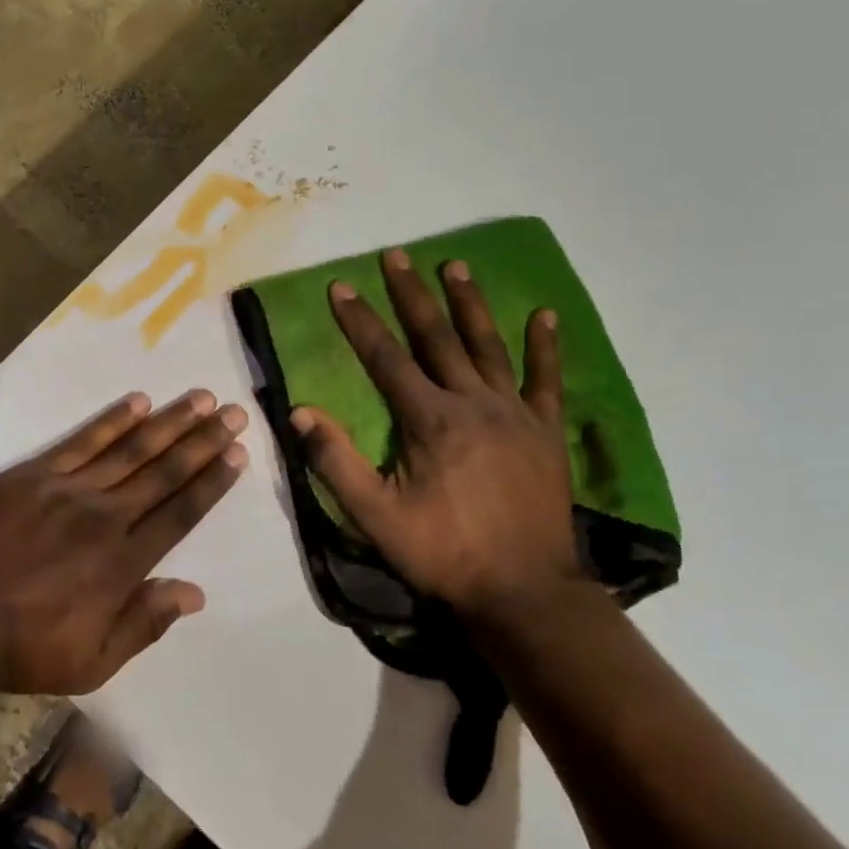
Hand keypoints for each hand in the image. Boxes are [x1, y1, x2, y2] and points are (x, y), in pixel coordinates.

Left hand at [0, 391, 247, 693]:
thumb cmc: (20, 645)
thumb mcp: (91, 662)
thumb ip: (144, 624)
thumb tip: (195, 594)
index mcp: (123, 563)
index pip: (181, 512)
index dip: (212, 482)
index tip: (237, 454)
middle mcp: (106, 517)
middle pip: (165, 472)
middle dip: (204, 441)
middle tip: (235, 413)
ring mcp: (69, 489)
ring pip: (132, 448)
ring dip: (170, 422)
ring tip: (202, 398)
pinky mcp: (35, 473)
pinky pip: (82, 440)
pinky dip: (112, 420)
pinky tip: (138, 402)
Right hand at [290, 250, 584, 619]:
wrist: (525, 592)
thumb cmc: (443, 553)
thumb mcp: (376, 517)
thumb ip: (336, 462)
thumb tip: (302, 413)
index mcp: (429, 420)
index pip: (386, 358)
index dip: (359, 321)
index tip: (340, 287)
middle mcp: (472, 403)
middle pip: (436, 338)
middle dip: (411, 294)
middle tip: (396, 255)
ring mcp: (515, 414)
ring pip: (488, 346)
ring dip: (469, 304)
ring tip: (455, 266)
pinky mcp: (545, 432)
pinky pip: (546, 381)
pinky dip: (545, 348)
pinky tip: (545, 316)